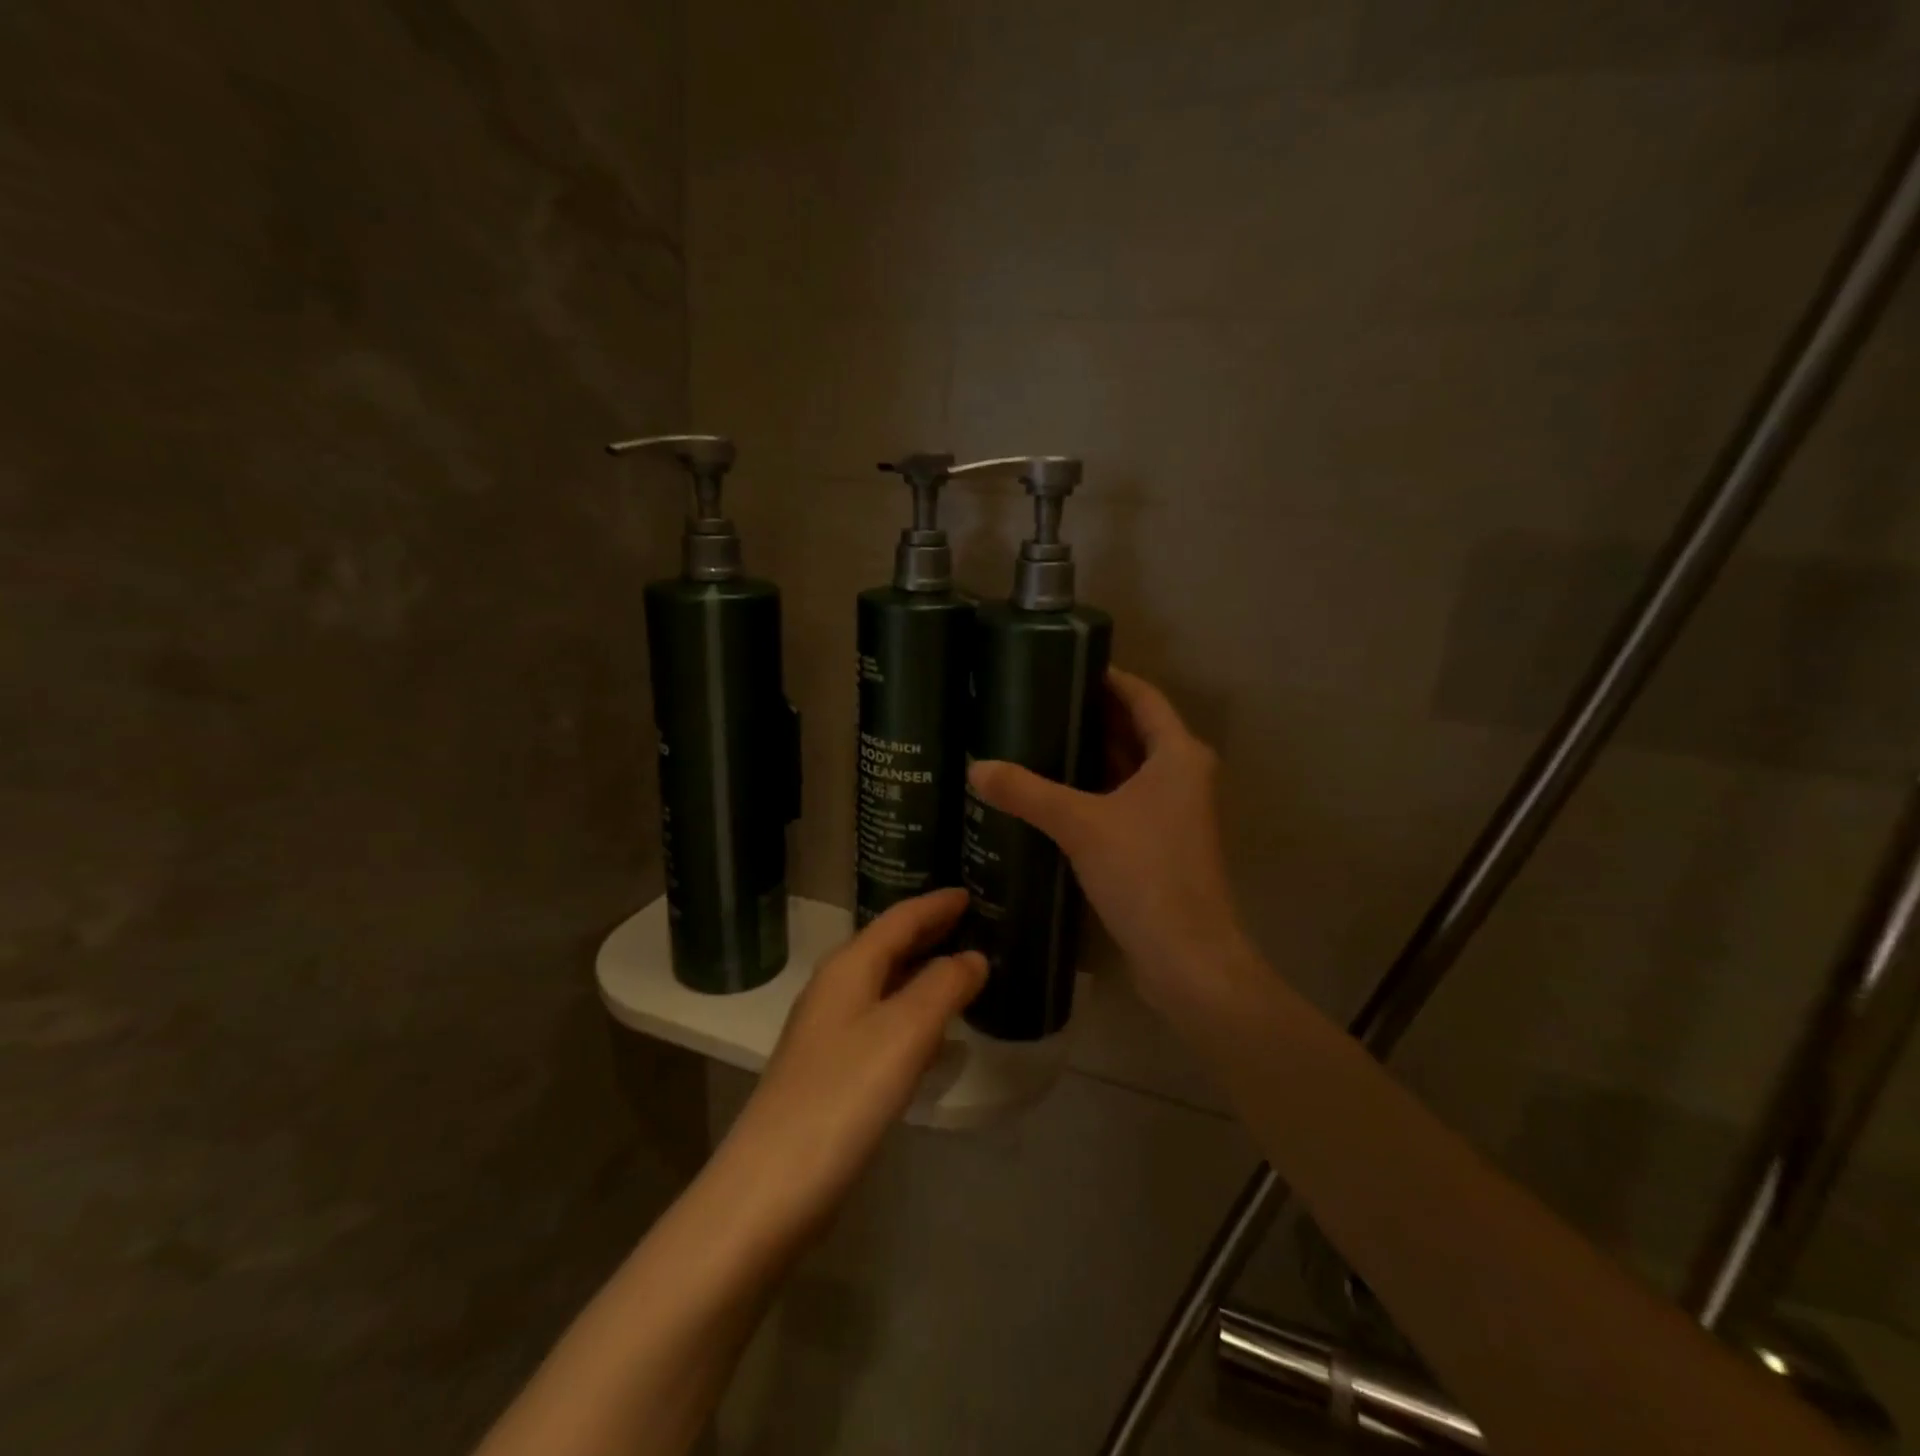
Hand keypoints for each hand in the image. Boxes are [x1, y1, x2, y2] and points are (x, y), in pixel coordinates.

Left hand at [710, 889, 986, 1250]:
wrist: (771, 1186)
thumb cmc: (843, 1094)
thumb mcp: (904, 1032)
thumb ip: (943, 987)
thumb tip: (973, 958)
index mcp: (849, 968)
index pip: (899, 919)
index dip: (935, 905)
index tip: (969, 892)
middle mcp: (835, 990)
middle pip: (889, 947)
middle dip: (929, 933)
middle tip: (973, 924)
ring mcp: (829, 1032)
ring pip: (885, 986)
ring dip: (922, 974)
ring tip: (963, 973)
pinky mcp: (832, 1072)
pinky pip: (882, 1024)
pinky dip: (913, 1016)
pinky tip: (935, 1039)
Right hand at [968, 668, 1246, 1015]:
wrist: (1187, 956)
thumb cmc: (1145, 874)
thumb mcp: (1080, 825)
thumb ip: (1027, 792)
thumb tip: (975, 767)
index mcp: (1178, 755)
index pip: (1142, 696)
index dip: (1107, 677)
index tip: (1065, 663)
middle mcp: (1183, 775)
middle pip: (1136, 730)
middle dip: (1091, 715)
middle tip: (1038, 700)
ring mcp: (1175, 811)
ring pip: (1129, 767)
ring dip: (1091, 754)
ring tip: (1039, 738)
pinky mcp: (1161, 842)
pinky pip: (1125, 799)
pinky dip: (1095, 789)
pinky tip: (1055, 792)